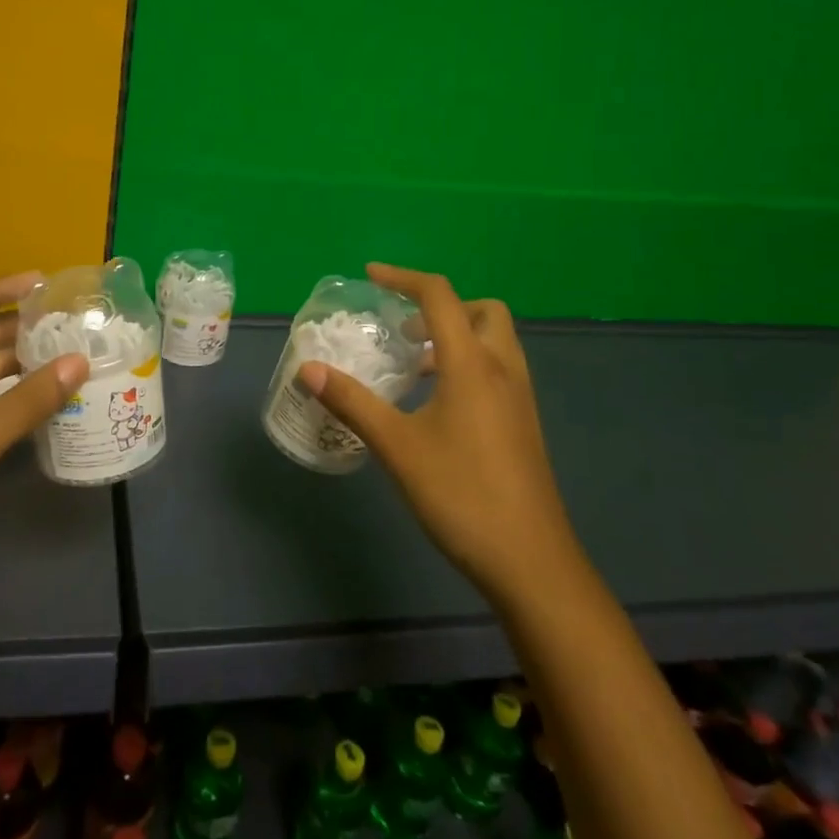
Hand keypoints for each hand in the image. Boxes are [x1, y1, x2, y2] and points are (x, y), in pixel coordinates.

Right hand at [297, 263, 581, 600]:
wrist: (530, 562)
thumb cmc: (460, 495)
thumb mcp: (396, 447)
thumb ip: (352, 402)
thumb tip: (308, 368)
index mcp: (472, 364)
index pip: (439, 296)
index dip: (403, 278)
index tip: (371, 276)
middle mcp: (503, 369)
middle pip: (481, 310)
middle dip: (442, 306)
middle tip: (405, 330)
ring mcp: (520, 398)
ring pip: (494, 341)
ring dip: (457, 335)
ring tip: (416, 365)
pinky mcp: (524, 424)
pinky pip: (498, 369)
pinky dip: (469, 363)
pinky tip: (439, 403)